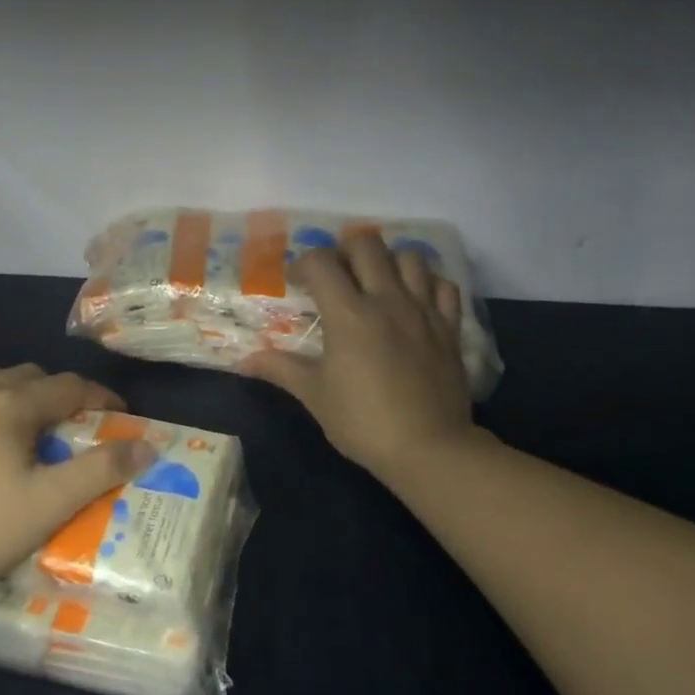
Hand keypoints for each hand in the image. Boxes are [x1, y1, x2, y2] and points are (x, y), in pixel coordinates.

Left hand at [0, 356, 155, 593]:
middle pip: (27, 375)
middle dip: (55, 389)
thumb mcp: (47, 506)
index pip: (69, 388)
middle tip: (68, 419)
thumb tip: (147, 445)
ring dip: (8, 381)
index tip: (117, 411)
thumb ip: (99, 472)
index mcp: (15, 409)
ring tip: (19, 401)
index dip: (98, 395)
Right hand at [241, 233, 490, 480]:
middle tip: (336, 276)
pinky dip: (427, 283)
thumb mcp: (314, 395)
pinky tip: (414, 299)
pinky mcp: (449, 327)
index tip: (297, 284)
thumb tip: (245, 360)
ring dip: (388, 262)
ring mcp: (423, 310)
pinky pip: (443, 286)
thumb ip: (280, 369)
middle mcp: (387, 300)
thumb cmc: (363, 421)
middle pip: (366, 245)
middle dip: (344, 251)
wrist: (428, 448)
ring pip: (409, 257)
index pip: (321, 262)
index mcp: (349, 314)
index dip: (303, 264)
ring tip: (375, 283)